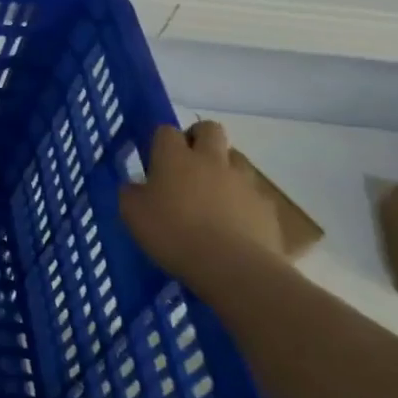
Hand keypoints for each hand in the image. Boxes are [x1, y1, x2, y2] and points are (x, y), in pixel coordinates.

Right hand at [119, 121, 284, 281]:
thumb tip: (136, 186)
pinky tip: (234, 222)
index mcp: (174, 157)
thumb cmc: (173, 234)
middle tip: (188, 162)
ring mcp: (243, 181)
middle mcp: (211, 160)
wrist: (234, 267)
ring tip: (212, 193)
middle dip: (199, 138)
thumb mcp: (132, 214)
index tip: (156, 159)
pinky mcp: (266, 206)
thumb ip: (131, 193)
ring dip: (224, 167)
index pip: (166, 130)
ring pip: (236, 158)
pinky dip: (242, 199)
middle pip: (210, 129)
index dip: (161, 141)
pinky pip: (253, 192)